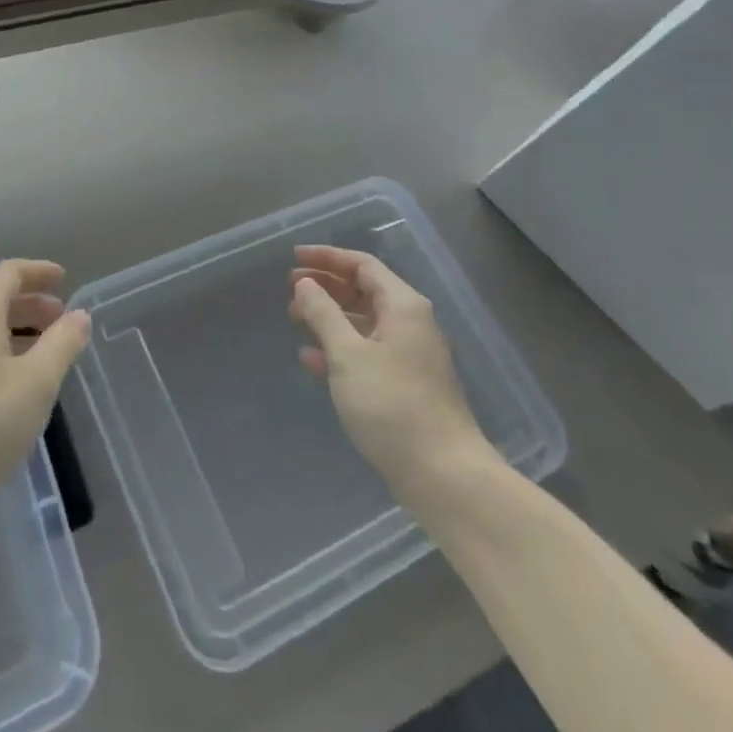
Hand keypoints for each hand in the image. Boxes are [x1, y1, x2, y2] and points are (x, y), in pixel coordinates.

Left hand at [0, 259, 89, 538]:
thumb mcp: (34, 385)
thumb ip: (61, 345)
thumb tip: (78, 315)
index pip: (9, 272)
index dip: (38, 272)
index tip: (63, 279)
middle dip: (28, 306)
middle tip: (59, 322)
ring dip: (10, 334)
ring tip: (38, 358)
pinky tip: (2, 391)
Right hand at [290, 244, 496, 497]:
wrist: (442, 474)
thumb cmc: (391, 404)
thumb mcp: (348, 354)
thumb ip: (323, 314)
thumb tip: (305, 284)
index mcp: (403, 305)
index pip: (362, 265)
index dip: (327, 257)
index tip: (294, 258)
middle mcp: (410, 323)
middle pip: (364, 290)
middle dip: (326, 286)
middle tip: (290, 289)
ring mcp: (409, 355)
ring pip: (363, 322)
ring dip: (329, 317)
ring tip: (295, 320)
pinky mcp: (404, 384)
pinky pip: (367, 351)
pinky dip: (339, 348)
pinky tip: (311, 360)